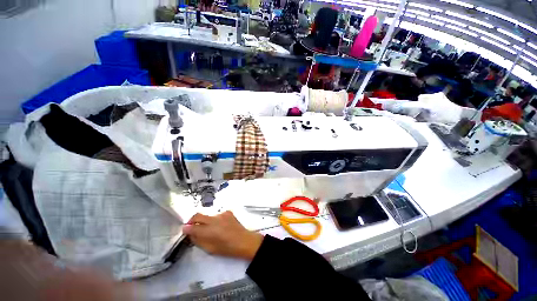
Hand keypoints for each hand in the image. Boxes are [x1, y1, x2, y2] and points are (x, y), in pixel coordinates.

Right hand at [183, 211, 263, 259]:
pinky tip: (220, 225)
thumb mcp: (210, 249)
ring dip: (205, 220)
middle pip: (198, 215)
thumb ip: (198, 240)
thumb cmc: (227, 248)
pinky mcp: (228, 211)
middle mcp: (214, 219)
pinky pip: (217, 214)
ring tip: (210, 228)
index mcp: (209, 230)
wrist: (244, 240)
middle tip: (192, 226)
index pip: (192, 227)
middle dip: (192, 220)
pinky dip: (215, 219)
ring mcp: (222, 213)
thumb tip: (190, 233)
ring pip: (208, 215)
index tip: (184, 230)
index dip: (186, 228)